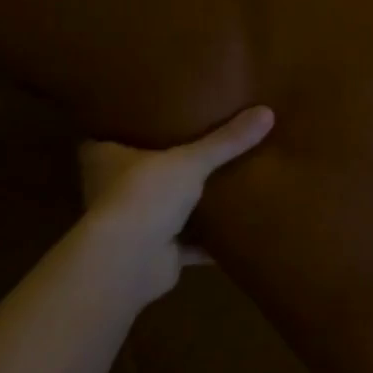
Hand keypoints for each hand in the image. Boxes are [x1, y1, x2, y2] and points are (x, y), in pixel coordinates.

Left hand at [77, 106, 273, 302]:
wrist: (129, 262)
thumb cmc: (144, 195)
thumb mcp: (190, 160)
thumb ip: (225, 141)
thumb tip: (267, 112)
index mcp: (105, 158)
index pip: (114, 134)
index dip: (134, 123)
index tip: (160, 111)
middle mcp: (113, 189)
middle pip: (142, 171)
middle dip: (168, 163)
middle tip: (200, 140)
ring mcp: (134, 224)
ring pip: (165, 207)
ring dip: (189, 203)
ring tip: (224, 179)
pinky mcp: (156, 254)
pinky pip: (188, 243)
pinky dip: (209, 241)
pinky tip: (236, 229)